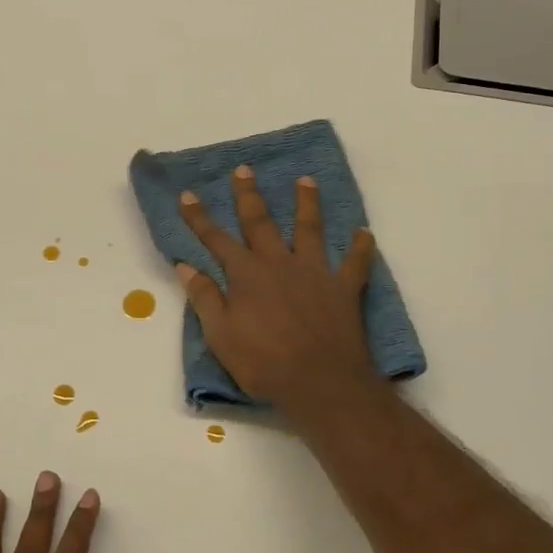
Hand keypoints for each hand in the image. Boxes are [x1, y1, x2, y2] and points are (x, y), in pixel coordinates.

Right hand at [176, 165, 379, 409]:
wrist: (320, 383)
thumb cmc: (263, 363)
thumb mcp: (221, 335)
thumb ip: (205, 298)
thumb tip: (187, 266)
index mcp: (246, 275)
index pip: (216, 239)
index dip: (199, 217)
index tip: (187, 194)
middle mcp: (279, 264)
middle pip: (261, 222)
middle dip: (249, 195)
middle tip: (245, 169)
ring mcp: (314, 272)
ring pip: (310, 229)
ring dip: (307, 204)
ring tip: (306, 180)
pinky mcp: (344, 288)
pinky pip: (356, 263)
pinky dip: (361, 247)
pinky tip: (365, 232)